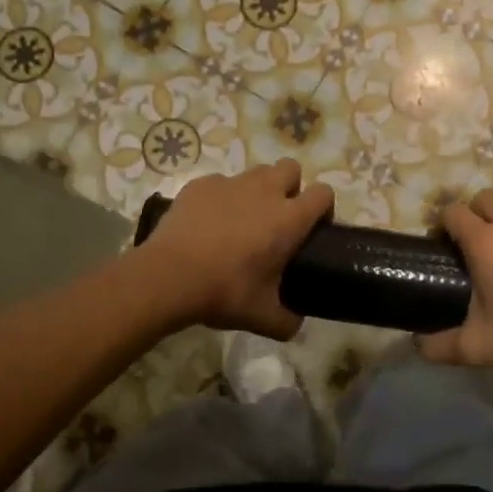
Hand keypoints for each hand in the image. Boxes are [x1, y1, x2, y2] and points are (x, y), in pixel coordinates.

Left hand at [138, 161, 333, 337]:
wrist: (169, 276)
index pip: (323, 193)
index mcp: (289, 219)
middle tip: (278, 218)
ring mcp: (230, 183)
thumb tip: (295, 323)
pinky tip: (208, 223)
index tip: (314, 228)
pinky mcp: (200, 184)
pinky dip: (221, 198)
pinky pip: (220, 183)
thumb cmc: (224, 292)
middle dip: (291, 186)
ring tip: (243, 219)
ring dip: (258, 189)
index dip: (323, 207)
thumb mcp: (262, 317)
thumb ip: (287, 321)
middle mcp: (265, 191)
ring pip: (256, 172)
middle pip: (291, 168)